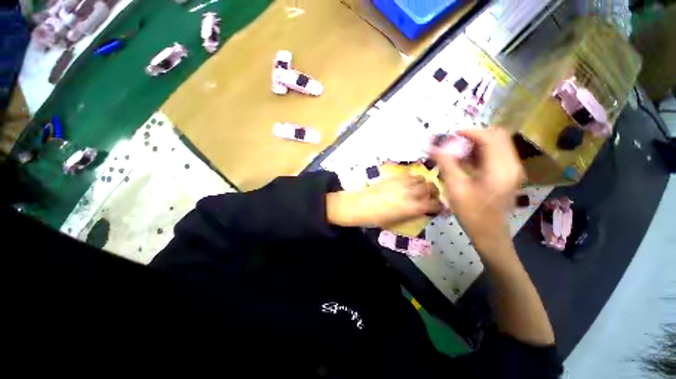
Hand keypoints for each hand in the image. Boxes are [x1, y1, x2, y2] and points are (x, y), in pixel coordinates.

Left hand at [326, 175, 441, 227]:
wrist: (361, 205)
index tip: (438, 208)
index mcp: (413, 208)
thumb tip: (421, 210)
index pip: (434, 205)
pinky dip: (414, 178)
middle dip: (434, 193)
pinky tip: (410, 183)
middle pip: (431, 189)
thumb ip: (412, 214)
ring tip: (420, 189)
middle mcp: (412, 193)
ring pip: (422, 179)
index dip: (439, 206)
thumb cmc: (377, 218)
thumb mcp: (398, 221)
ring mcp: (404, 183)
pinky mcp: (396, 177)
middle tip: (431, 196)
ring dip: (424, 184)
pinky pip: (410, 175)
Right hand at [431, 129, 524, 262]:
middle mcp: (511, 164)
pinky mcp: (508, 174)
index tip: (450, 137)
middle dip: (473, 136)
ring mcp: (512, 169)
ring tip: (456, 152)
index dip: (469, 132)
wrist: (489, 233)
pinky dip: (480, 153)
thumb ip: (446, 164)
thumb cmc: (471, 213)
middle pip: (497, 137)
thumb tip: (433, 147)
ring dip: (476, 144)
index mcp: (500, 168)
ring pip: (496, 145)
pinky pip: (495, 155)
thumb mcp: (455, 187)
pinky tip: (465, 162)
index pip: (490, 136)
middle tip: (453, 144)